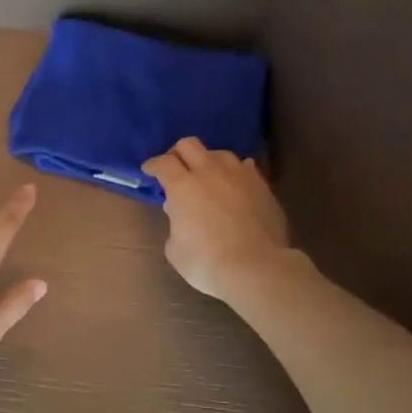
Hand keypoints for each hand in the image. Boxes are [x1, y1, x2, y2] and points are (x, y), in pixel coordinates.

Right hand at [141, 137, 293, 301]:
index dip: (153, 165)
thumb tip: (181, 214)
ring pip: (220, 153)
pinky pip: (245, 168)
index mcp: (182, 186)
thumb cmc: (205, 261)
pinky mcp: (262, 186)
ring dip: (208, 161)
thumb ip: (175, 225)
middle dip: (178, 153)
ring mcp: (239, 176)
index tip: (149, 170)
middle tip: (175, 168)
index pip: (162, 163)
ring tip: (208, 176)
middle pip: (190, 145)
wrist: (254, 267)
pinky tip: (234, 184)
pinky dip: (235, 173)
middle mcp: (209, 172)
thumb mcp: (175, 248)